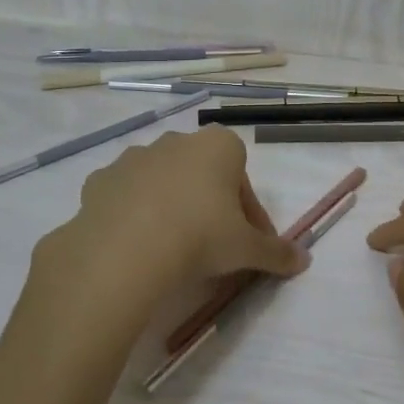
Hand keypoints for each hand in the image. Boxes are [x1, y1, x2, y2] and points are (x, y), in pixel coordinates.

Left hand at [20, 127, 306, 339]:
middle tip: (214, 247)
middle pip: (203, 175)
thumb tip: (304, 261)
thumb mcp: (247, 249)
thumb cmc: (200, 237)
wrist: (124, 252)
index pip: (243, 177)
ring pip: (163, 182)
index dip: (249, 213)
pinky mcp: (100, 180)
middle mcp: (177, 141)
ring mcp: (134, 157)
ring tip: (172, 249)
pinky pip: (126, 195)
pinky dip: (133, 214)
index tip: (247, 242)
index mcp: (219, 146)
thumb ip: (277, 252)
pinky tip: (137, 246)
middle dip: (211, 205)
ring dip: (171, 206)